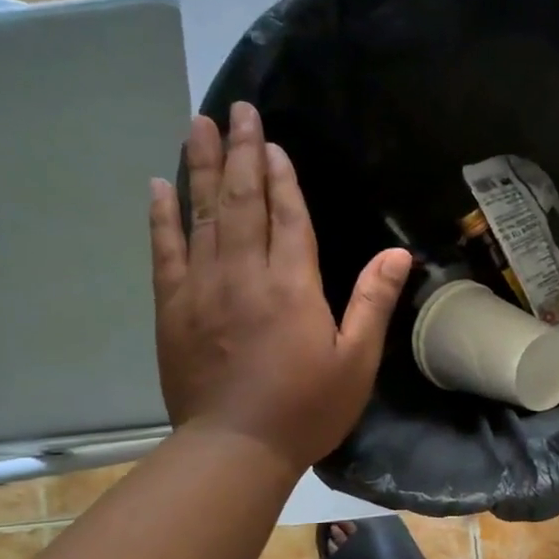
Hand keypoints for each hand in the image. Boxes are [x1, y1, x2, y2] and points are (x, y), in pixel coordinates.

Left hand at [148, 104, 409, 472]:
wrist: (235, 448)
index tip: (272, 141)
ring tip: (196, 126)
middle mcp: (244, 275)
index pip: (287, 217)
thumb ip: (373, 302)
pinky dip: (162, 216)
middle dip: (238, 153)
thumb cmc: (307, 408)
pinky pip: (165, 250)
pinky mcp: (172, 308)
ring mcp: (202, 288)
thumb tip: (399, 253)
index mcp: (293, 287)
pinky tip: (159, 187)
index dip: (281, 177)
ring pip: (200, 215)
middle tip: (234, 110)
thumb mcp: (357, 361)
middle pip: (240, 202)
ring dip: (198, 167)